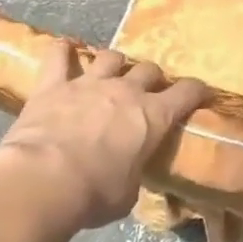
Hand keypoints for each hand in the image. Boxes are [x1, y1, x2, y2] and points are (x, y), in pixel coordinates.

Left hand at [0, 44, 205, 229]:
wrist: (42, 182)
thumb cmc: (94, 194)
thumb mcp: (127, 193)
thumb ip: (133, 173)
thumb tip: (129, 173)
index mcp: (154, 116)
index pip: (187, 92)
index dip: (196, 90)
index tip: (200, 92)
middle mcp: (127, 91)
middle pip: (148, 69)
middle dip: (151, 79)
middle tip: (146, 92)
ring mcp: (90, 83)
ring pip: (111, 57)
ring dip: (114, 64)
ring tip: (110, 73)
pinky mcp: (54, 85)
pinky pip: (57, 57)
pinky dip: (61, 50)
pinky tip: (63, 47)